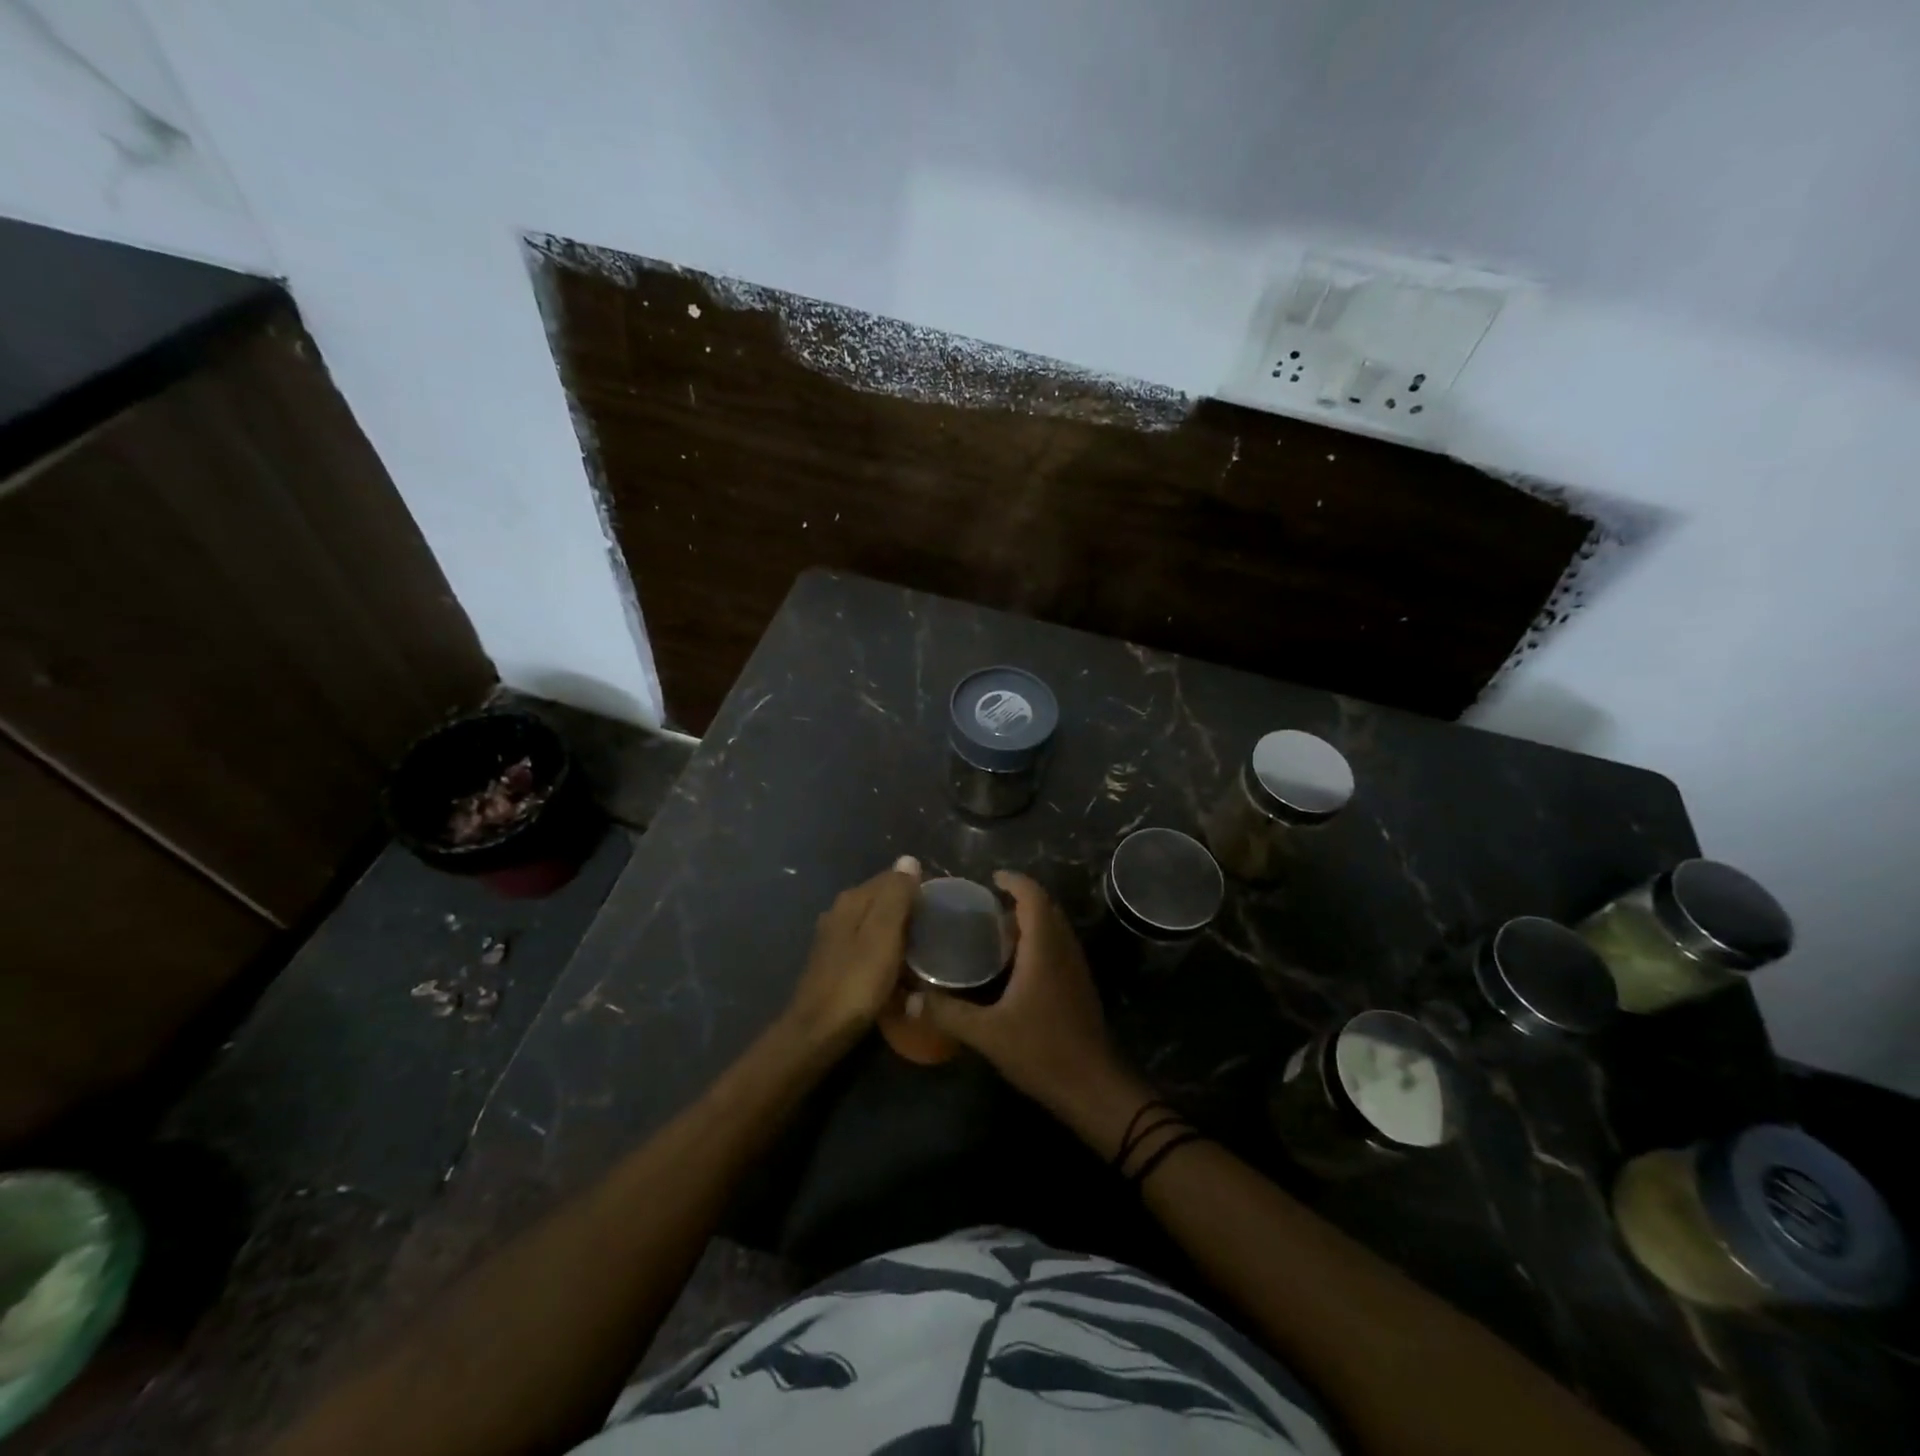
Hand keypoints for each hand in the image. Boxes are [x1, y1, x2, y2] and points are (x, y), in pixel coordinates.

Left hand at [784, 856, 920, 1050]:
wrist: (818, 1031)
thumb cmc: (857, 981)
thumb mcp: (884, 934)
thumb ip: (896, 895)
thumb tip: (908, 859)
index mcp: (852, 900)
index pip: (892, 878)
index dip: (918, 888)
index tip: (942, 907)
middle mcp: (840, 911)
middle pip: (883, 900)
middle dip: (909, 910)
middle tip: (938, 931)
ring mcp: (834, 938)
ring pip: (876, 923)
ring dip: (898, 932)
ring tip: (924, 950)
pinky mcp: (835, 962)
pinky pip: (868, 945)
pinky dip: (886, 950)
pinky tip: (898, 967)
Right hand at [916, 871, 1126, 1116]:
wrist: (1093, 1087)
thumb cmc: (1042, 1051)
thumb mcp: (987, 1033)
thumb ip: (948, 1013)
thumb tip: (910, 998)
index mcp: (1044, 949)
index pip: (1033, 897)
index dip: (1015, 881)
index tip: (991, 877)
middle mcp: (1064, 950)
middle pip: (1046, 908)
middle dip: (1020, 898)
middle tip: (988, 905)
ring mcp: (1076, 968)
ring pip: (1055, 928)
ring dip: (1031, 920)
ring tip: (997, 930)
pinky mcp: (1079, 986)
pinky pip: (1058, 947)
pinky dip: (1039, 940)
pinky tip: (1016, 965)